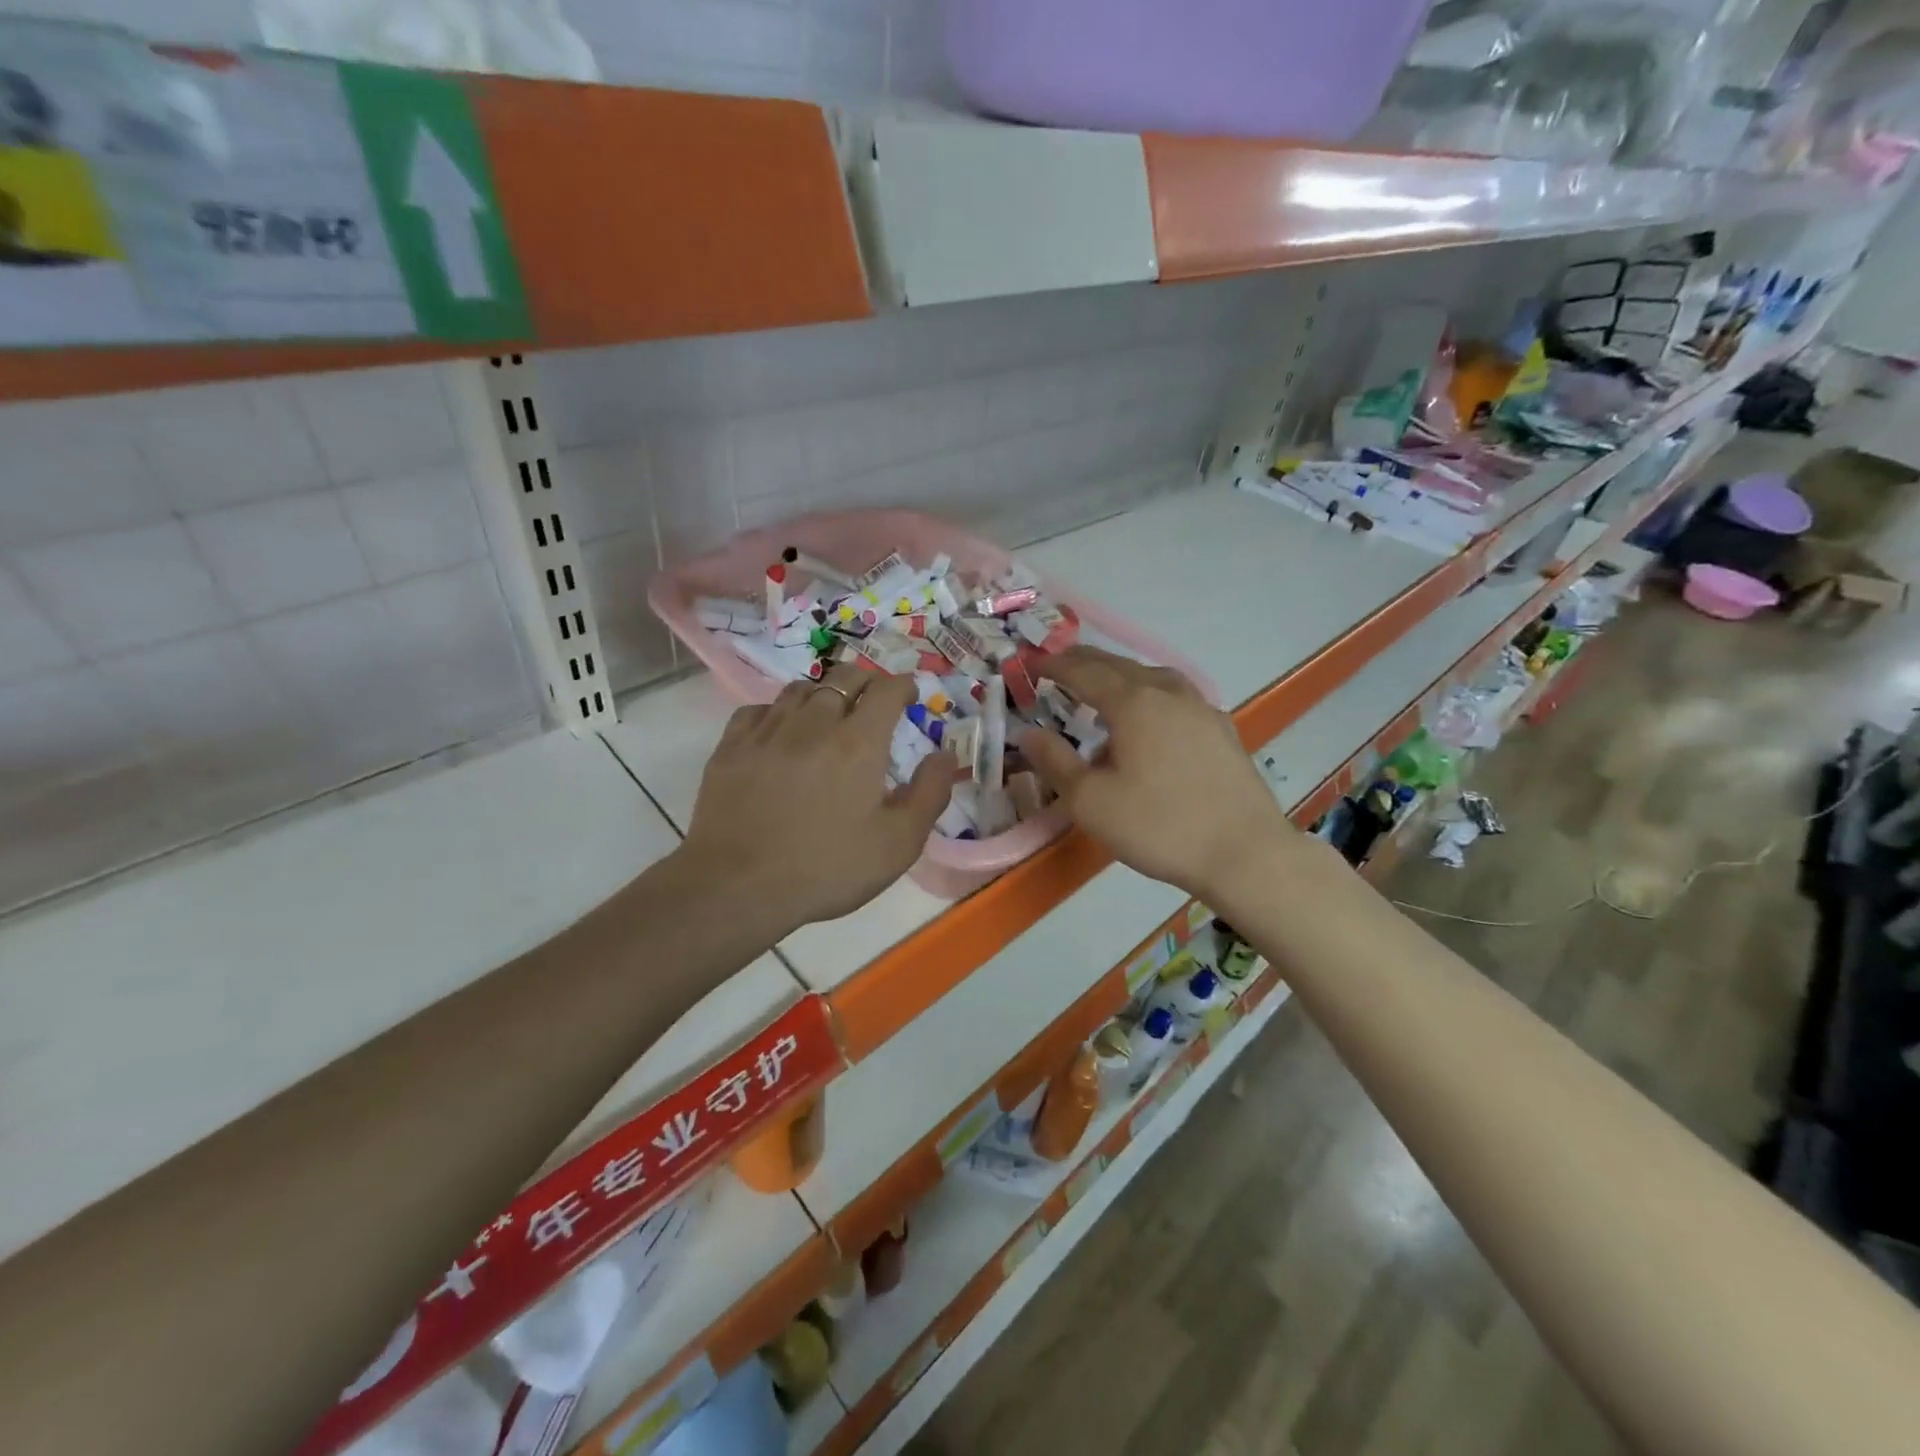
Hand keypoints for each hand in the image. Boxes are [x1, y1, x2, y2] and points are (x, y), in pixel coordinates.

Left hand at [679, 663, 954, 937]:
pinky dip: (777, 712)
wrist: (737, 887)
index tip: (909, 695)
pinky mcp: (731, 747)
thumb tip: (945, 754)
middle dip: (866, 682)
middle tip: (873, 701)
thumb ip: (929, 793)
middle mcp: (813, 723)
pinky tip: (779, 732)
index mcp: (858, 743)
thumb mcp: (898, 844)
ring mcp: (767, 732)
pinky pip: (758, 710)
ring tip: (828, 713)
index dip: (903, 686)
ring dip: (822, 693)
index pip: (886, 690)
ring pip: (799, 688)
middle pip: (843, 678)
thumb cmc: (827, 868)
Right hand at [1020, 647, 1293, 899]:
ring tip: (1101, 691)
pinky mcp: (1220, 729)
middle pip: (1118, 665)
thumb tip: (1029, 733)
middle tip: (1058, 666)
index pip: (1084, 671)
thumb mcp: (1091, 802)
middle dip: (1084, 662)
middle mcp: (1168, 693)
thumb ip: (1055, 763)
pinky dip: (1148, 695)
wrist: (1245, 853)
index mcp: (1133, 702)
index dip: (1054, 666)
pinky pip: (1174, 697)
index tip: (1031, 664)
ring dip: (1119, 676)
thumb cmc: (1159, 826)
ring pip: (1151, 677)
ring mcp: (1200, 708)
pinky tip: (1149, 722)